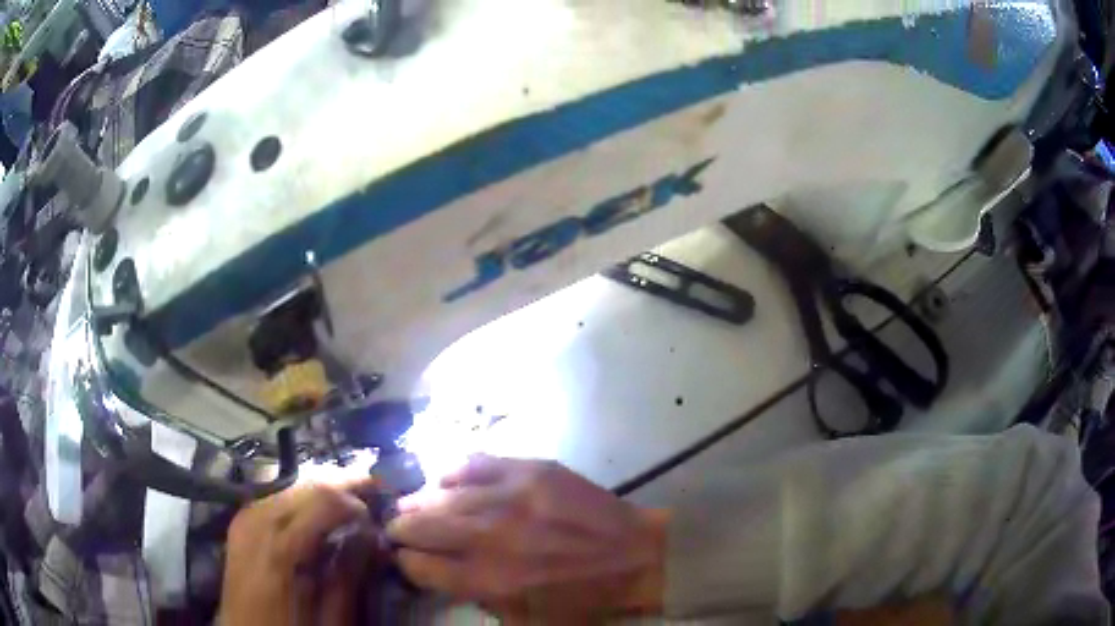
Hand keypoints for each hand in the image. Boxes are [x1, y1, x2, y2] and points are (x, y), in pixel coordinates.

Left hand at [219, 478, 383, 625]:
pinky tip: (317, 511)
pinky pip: (275, 496)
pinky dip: (301, 499)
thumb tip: (373, 536)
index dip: (355, 499)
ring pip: (290, 485)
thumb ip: (349, 576)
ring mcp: (244, 519)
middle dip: (343, 485)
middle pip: (305, 484)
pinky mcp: (240, 522)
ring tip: (351, 503)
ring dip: (323, 491)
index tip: (381, 513)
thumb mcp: (330, 619)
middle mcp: (257, 523)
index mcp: (279, 551)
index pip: (322, 499)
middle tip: (374, 493)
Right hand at [386, 455, 667, 623]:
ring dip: (419, 502)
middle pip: (420, 526)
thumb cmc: (582, 598)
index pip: (419, 566)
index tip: (404, 560)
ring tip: (411, 505)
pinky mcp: (532, 469)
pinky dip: (452, 473)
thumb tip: (437, 574)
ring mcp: (512, 497)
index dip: (405, 563)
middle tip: (397, 529)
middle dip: (401, 529)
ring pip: (440, 494)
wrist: (639, 556)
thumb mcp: (527, 620)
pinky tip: (447, 481)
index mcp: (491, 580)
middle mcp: (492, 537)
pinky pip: (473, 463)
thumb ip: (478, 599)